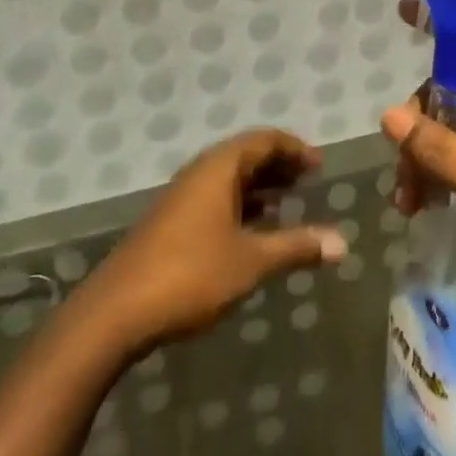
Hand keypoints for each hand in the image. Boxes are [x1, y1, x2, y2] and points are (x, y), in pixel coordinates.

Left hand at [81, 129, 346, 356]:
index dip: (294, 148)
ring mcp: (180, 200)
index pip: (263, 140)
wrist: (113, 315)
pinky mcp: (169, 226)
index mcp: (219, 168)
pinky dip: (239, 205)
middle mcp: (199, 174)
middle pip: (245, 156)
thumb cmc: (190, 275)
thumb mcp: (252, 261)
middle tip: (306, 181)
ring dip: (258, 187)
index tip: (318, 165)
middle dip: (277, 165)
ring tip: (285, 203)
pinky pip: (214, 200)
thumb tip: (342, 244)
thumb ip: (297, 247)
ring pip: (227, 180)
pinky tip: (250, 232)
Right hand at [381, 1, 455, 331]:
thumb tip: (389, 115)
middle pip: (453, 96)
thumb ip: (445, 153)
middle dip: (421, 124)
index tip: (404, 16)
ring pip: (449, 134)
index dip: (446, 31)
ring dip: (422, 159)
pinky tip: (416, 208)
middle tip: (404, 163)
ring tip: (407, 200)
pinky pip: (454, 166)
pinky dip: (432, 180)